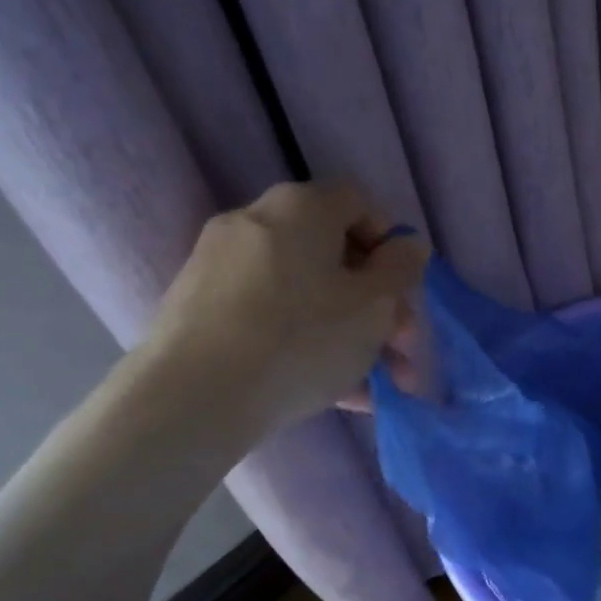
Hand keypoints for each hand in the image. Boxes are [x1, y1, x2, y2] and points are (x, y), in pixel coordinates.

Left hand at [135, 181, 427, 437]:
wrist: (192, 397)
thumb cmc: (301, 339)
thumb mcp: (374, 305)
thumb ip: (401, 268)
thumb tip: (408, 244)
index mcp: (302, 208)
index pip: (360, 203)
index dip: (391, 244)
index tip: (403, 291)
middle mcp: (257, 222)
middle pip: (334, 255)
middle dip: (377, 305)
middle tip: (399, 349)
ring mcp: (222, 266)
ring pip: (306, 294)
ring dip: (349, 334)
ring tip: (374, 386)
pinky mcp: (202, 309)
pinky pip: (272, 318)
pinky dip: (306, 345)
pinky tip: (335, 394)